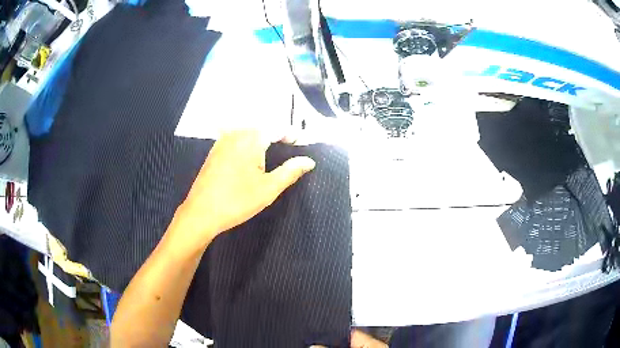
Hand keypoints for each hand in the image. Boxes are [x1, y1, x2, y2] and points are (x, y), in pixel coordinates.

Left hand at [172, 129, 315, 249]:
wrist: (201, 212)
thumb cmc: (237, 201)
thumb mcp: (269, 188)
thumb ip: (290, 171)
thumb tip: (309, 161)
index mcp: (251, 139)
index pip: (277, 128)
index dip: (291, 134)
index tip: (301, 144)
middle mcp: (235, 134)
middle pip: (262, 127)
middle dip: (277, 134)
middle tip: (289, 147)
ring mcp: (222, 141)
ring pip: (247, 132)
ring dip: (262, 138)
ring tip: (272, 151)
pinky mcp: (214, 151)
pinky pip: (235, 139)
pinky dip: (247, 143)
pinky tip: (249, 157)